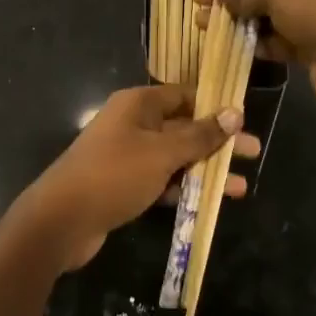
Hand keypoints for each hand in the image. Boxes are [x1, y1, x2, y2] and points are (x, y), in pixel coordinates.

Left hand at [20, 85, 261, 271]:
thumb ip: (200, 135)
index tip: (245, 118)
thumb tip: (234, 113)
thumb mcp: (162, 153)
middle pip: (183, 126)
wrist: (61, 220)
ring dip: (206, 169)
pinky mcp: (125, 185)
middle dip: (217, 141)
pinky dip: (185, 188)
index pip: (184, 94)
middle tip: (254, 152)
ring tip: (241, 187)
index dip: (214, 104)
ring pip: (175, 157)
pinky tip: (211, 201)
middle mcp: (133, 124)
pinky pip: (162, 180)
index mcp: (138, 104)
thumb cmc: (114, 175)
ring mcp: (127, 156)